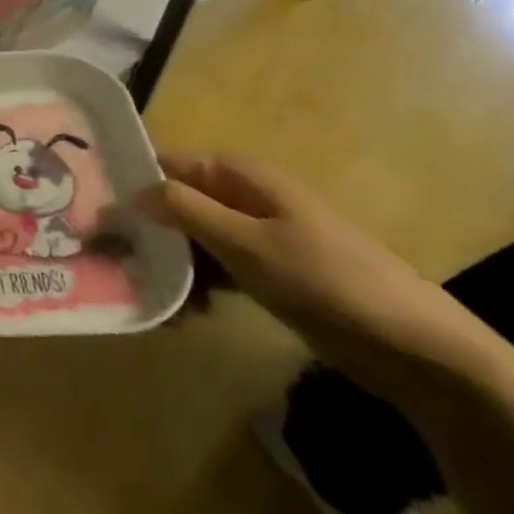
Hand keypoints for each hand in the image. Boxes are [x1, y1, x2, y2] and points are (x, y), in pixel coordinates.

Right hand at [137, 155, 487, 397]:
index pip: (168, 163)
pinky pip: (218, 270)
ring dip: (170, 265)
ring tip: (149, 297)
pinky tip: (184, 315)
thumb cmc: (325, 281)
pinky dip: (198, 287)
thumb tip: (132, 189)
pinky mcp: (270, 274)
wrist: (417, 349)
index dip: (132, 180)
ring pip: (194, 240)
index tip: (95, 208)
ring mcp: (258, 237)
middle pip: (177, 203)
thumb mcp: (246, 243)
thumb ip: (185, 210)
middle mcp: (245, 198)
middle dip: (147, 231)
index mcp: (240, 176)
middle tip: (113, 261)